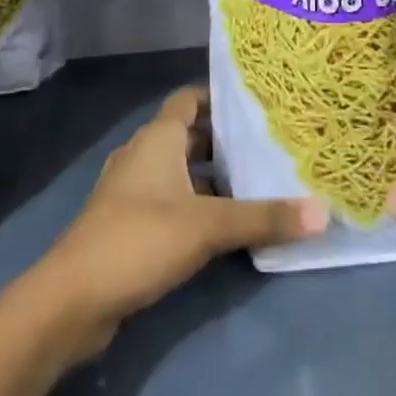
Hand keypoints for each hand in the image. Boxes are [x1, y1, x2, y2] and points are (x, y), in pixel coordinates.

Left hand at [36, 86, 325, 354]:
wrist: (72, 299)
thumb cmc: (140, 239)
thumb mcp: (208, 226)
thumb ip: (263, 218)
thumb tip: (323, 212)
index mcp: (158, 137)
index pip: (190, 98)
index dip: (220, 97)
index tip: (257, 104)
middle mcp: (142, 153)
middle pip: (187, 134)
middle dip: (223, 140)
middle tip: (267, 146)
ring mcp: (130, 189)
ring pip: (178, 169)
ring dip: (209, 175)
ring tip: (253, 184)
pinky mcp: (126, 223)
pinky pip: (167, 199)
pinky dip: (193, 203)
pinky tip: (220, 225)